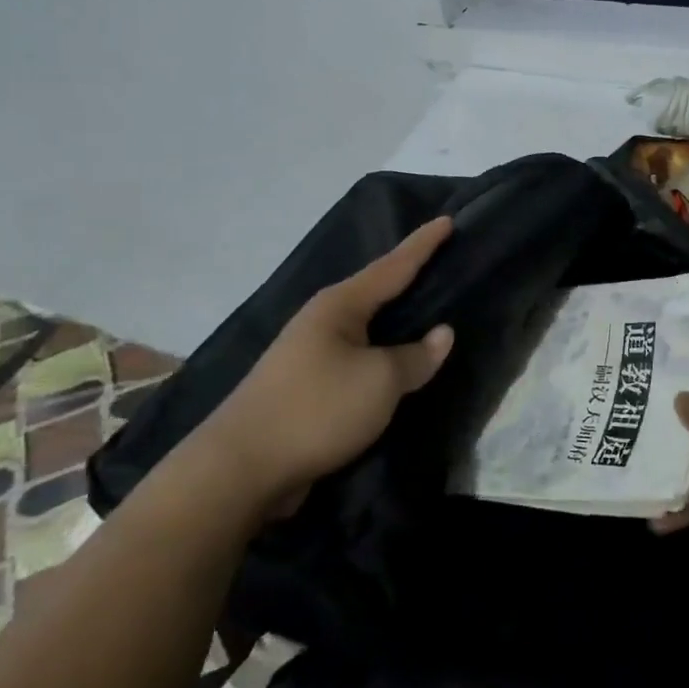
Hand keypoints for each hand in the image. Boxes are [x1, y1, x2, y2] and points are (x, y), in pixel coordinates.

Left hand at [206, 218, 455, 514]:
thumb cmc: (317, 409)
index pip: (393, 266)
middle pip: (376, 290)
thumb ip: (416, 357)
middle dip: (408, 276)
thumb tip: (442, 334)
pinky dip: (382, 351)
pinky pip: (357, 356)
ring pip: (366, 325)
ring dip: (395, 318)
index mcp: (340, 305)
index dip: (422, 245)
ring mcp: (310, 352)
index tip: (447, 220)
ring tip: (428, 308)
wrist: (241, 467)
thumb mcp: (379, 381)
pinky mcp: (307, 384)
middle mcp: (323, 319)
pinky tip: (396, 359)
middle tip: (443, 261)